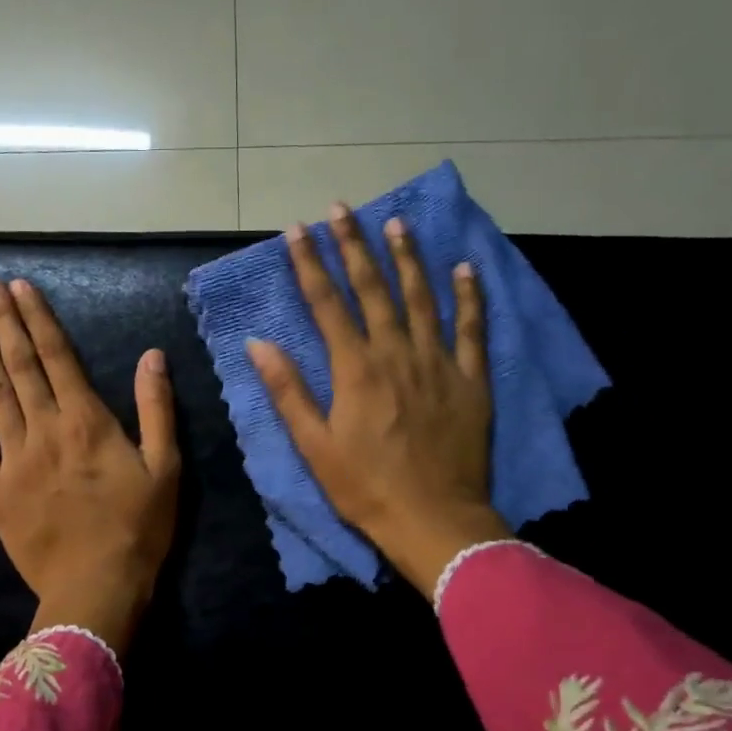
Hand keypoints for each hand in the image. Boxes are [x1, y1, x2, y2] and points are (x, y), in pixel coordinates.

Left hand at [0, 276, 179, 651]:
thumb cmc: (138, 529)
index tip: (20, 286)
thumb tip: (152, 355)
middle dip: (4, 322)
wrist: (95, 588)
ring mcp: (14, 459)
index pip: (58, 357)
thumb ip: (156, 408)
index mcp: (87, 422)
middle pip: (21, 366)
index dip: (38, 319)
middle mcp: (45, 429)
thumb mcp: (166, 467)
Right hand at [246, 203, 510, 595]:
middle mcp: (397, 353)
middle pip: (374, 289)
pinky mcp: (471, 381)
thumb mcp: (315, 447)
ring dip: (407, 258)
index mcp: (356, 369)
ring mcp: (439, 363)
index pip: (327, 304)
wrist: (435, 521)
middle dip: (355, 246)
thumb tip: (258, 344)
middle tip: (343, 209)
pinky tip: (466, 268)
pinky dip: (470, 296)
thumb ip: (288, 391)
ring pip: (422, 298)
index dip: (310, 264)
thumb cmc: (366, 489)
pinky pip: (473, 329)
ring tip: (397, 222)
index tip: (298, 230)